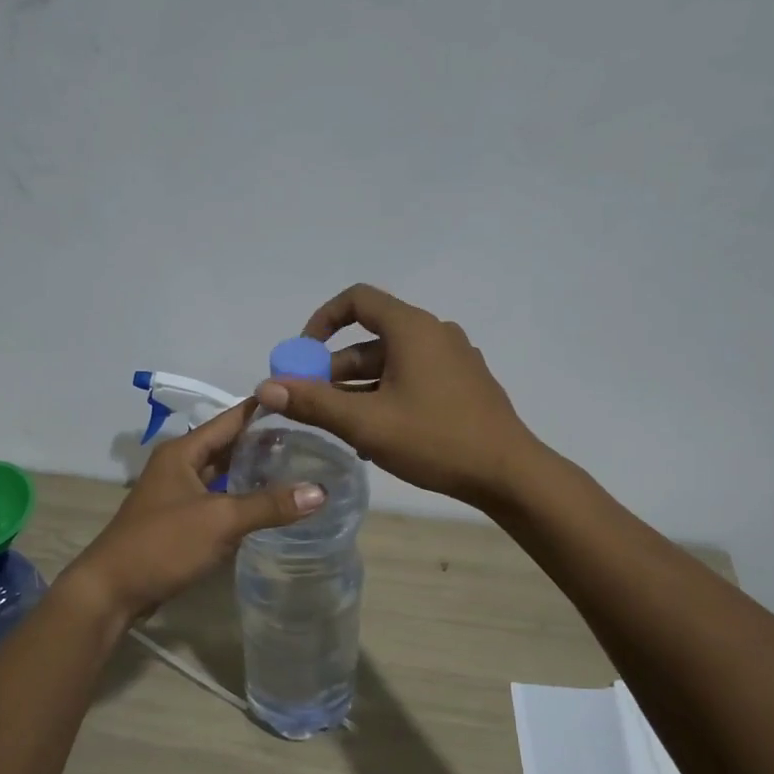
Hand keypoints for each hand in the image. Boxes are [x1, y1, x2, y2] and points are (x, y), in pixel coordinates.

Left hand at [62, 400, 325, 622]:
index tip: (303, 402)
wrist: (112, 590)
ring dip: (253, 471)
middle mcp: (179, 465)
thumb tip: (321, 491)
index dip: (264, 410)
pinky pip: (218, 499)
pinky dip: (241, 498)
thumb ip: (269, 505)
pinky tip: (268, 504)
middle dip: (264, 441)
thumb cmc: (163, 544)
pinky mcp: (180, 521)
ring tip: (297, 467)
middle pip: (227, 445)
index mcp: (183, 451)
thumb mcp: (220, 520)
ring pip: (223, 473)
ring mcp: (177, 494)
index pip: (231, 419)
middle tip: (311, 438)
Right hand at [254, 283, 540, 506]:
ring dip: (358, 388)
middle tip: (311, 401)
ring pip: (392, 364)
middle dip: (335, 368)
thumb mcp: (366, 423)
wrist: (508, 474)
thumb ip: (313, 403)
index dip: (322, 321)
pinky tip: (374, 436)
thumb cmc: (434, 439)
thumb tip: (266, 386)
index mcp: (412, 328)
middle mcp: (434, 334)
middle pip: (371, 339)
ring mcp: (453, 360)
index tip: (302, 355)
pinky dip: (386, 396)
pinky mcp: (463, 385)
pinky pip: (413, 379)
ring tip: (338, 426)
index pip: (357, 300)